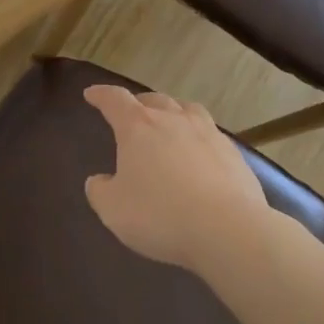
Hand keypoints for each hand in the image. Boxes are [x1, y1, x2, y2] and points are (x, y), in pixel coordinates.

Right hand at [82, 86, 267, 272]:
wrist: (227, 229)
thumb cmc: (160, 215)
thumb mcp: (113, 210)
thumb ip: (100, 191)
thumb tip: (98, 180)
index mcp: (138, 127)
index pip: (114, 100)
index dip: (101, 95)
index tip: (91, 94)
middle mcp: (172, 119)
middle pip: (153, 99)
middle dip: (138, 103)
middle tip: (130, 113)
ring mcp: (206, 132)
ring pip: (186, 109)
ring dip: (172, 111)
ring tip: (169, 122)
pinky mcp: (232, 151)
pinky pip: (209, 132)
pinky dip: (198, 136)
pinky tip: (199, 152)